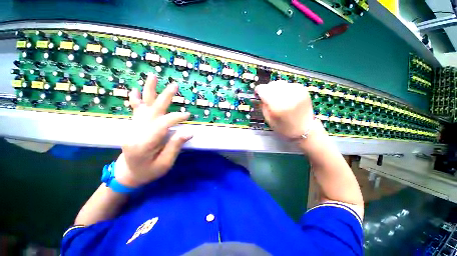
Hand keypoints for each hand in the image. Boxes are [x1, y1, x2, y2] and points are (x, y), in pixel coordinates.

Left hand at [114, 74, 192, 187]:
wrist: (128, 173)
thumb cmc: (148, 171)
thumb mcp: (165, 163)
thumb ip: (175, 146)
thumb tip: (188, 132)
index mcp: (143, 143)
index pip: (162, 124)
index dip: (176, 118)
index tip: (188, 115)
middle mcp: (136, 131)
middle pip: (152, 110)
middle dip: (164, 97)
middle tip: (174, 85)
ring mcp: (133, 127)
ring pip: (143, 106)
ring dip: (148, 91)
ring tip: (153, 76)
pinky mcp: (134, 125)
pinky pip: (135, 110)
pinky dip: (136, 99)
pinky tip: (134, 90)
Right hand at [255, 81, 314, 138]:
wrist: (305, 128)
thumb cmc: (284, 128)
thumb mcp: (269, 120)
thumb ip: (263, 106)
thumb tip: (260, 96)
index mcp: (278, 106)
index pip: (263, 90)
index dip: (258, 91)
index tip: (257, 94)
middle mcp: (288, 96)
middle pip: (271, 85)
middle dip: (266, 90)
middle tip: (267, 97)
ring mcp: (297, 91)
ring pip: (279, 83)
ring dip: (275, 88)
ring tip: (276, 97)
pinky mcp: (303, 90)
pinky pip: (288, 84)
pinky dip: (284, 88)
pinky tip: (285, 96)